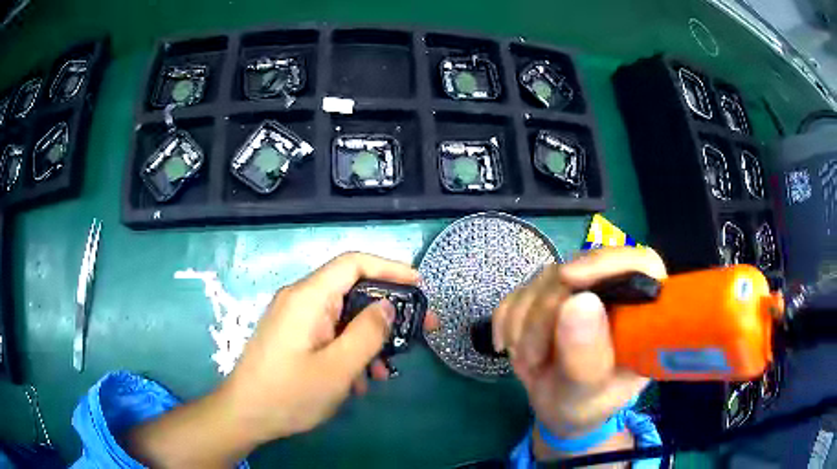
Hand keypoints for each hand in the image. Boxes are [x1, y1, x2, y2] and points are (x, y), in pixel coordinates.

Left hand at [222, 252, 419, 443]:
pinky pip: (329, 333)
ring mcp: (295, 319)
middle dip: (386, 313)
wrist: (244, 415)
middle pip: (352, 290)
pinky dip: (349, 350)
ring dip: (368, 340)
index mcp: (308, 298)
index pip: (353, 263)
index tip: (420, 286)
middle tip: (418, 333)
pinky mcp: (293, 336)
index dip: (390, 268)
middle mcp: (300, 300)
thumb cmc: (289, 394)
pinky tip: (356, 381)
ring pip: (343, 317)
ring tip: (383, 372)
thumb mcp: (337, 369)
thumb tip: (388, 306)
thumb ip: (367, 333)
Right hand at [492, 247, 666, 441]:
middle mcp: (614, 290)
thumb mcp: (589, 393)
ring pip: (542, 281)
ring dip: (524, 325)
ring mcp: (579, 289)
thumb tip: (579, 300)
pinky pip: (519, 293)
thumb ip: (587, 355)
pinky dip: (508, 322)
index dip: (607, 263)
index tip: (567, 279)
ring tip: (529, 363)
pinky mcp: (548, 295)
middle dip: (545, 314)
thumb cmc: (586, 405)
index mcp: (642, 311)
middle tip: (532, 359)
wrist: (558, 410)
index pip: (640, 264)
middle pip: (579, 270)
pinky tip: (514, 349)